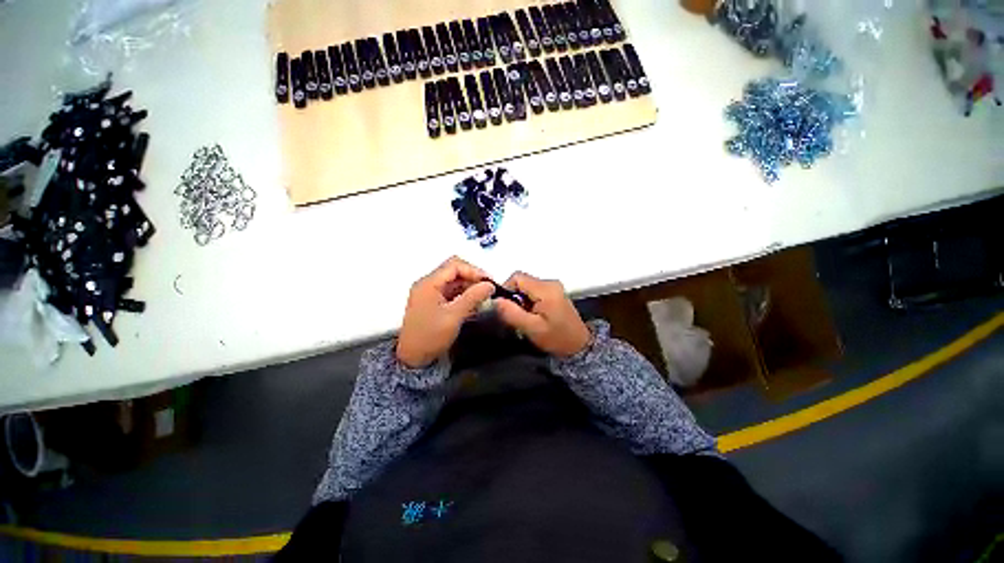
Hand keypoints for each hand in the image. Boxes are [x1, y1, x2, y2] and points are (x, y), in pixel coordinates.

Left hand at [396, 257, 494, 367]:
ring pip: (454, 282)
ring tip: (484, 296)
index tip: (489, 281)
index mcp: (428, 283)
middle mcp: (428, 284)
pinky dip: (464, 295)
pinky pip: (452, 292)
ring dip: (470, 287)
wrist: (413, 358)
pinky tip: (474, 302)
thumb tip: (490, 285)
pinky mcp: (434, 302)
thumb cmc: (430, 336)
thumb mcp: (454, 316)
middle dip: (473, 278)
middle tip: (488, 288)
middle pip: (454, 271)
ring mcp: (430, 293)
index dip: (474, 271)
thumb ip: (472, 297)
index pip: (454, 266)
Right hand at [494, 272, 590, 357]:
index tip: (505, 307)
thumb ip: (511, 313)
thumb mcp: (531, 328)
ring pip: (526, 285)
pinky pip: (533, 290)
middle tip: (517, 315)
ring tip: (526, 316)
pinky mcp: (554, 291)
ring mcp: (553, 286)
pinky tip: (533, 314)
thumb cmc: (556, 338)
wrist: (579, 346)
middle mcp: (550, 282)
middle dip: (514, 296)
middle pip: (522, 280)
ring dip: (521, 299)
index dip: (506, 289)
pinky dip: (528, 300)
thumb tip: (495, 301)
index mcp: (546, 289)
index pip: (517, 277)